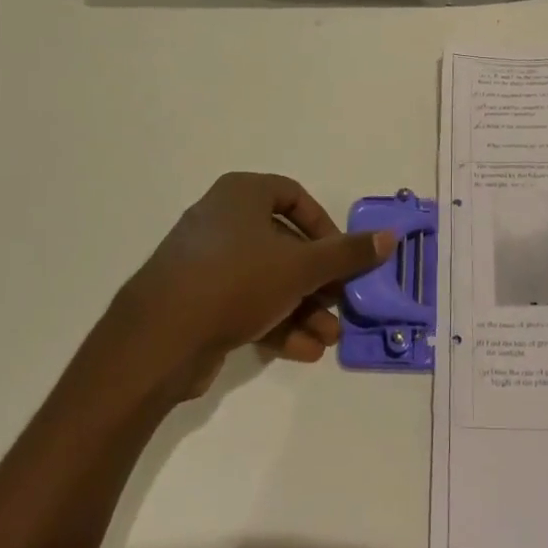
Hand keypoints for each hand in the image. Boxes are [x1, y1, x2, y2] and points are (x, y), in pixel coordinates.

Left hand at [104, 173, 393, 398]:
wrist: (158, 339)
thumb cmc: (236, 281)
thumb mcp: (301, 266)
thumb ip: (347, 254)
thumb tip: (389, 237)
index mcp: (241, 194)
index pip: (295, 197)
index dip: (325, 227)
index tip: (341, 259)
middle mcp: (222, 220)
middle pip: (284, 245)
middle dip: (318, 282)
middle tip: (340, 306)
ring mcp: (206, 262)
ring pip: (267, 280)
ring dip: (303, 309)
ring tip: (328, 340)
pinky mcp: (196, 300)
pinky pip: (245, 303)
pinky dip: (276, 322)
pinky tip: (303, 352)